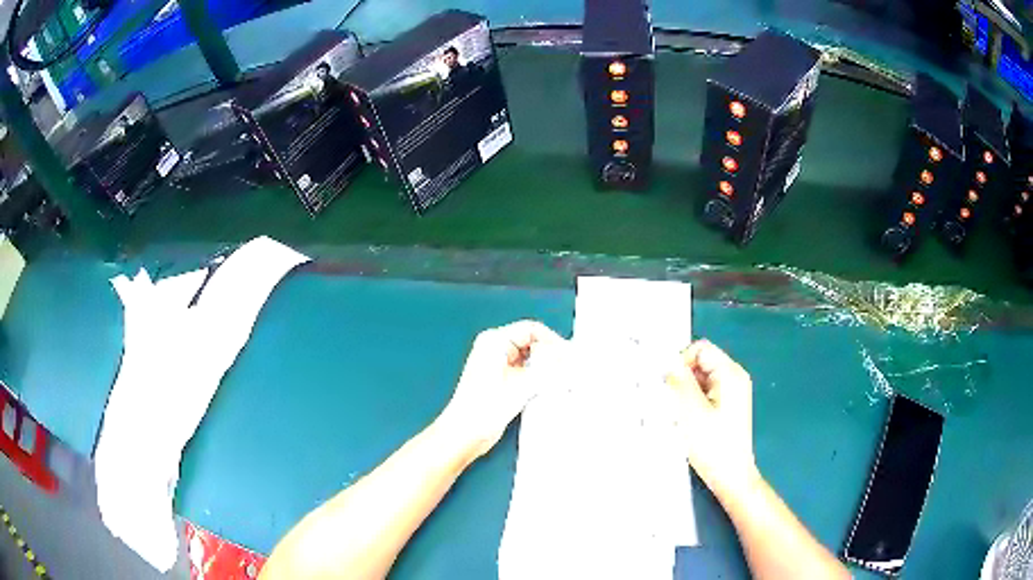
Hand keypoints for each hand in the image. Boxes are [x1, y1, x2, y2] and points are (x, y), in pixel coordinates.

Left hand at [440, 320, 563, 460]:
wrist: (466, 433)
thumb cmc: (482, 408)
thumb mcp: (523, 385)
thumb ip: (549, 369)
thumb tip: (569, 359)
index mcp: (494, 340)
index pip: (532, 329)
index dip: (552, 340)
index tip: (568, 354)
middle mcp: (494, 348)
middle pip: (531, 342)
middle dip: (550, 354)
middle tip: (569, 367)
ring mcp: (497, 364)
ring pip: (530, 357)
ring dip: (546, 366)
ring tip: (562, 378)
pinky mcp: (501, 380)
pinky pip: (525, 370)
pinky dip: (538, 377)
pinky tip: (549, 387)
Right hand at [665, 340, 758, 497]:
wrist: (731, 476)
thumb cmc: (712, 444)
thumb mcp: (691, 412)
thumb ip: (679, 382)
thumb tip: (667, 363)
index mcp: (730, 374)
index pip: (701, 349)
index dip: (682, 361)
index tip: (669, 384)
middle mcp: (734, 377)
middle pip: (702, 362)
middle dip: (683, 377)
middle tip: (670, 400)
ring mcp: (732, 392)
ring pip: (701, 378)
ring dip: (686, 391)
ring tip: (678, 413)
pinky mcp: (727, 406)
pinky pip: (705, 392)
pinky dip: (692, 401)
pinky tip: (686, 420)